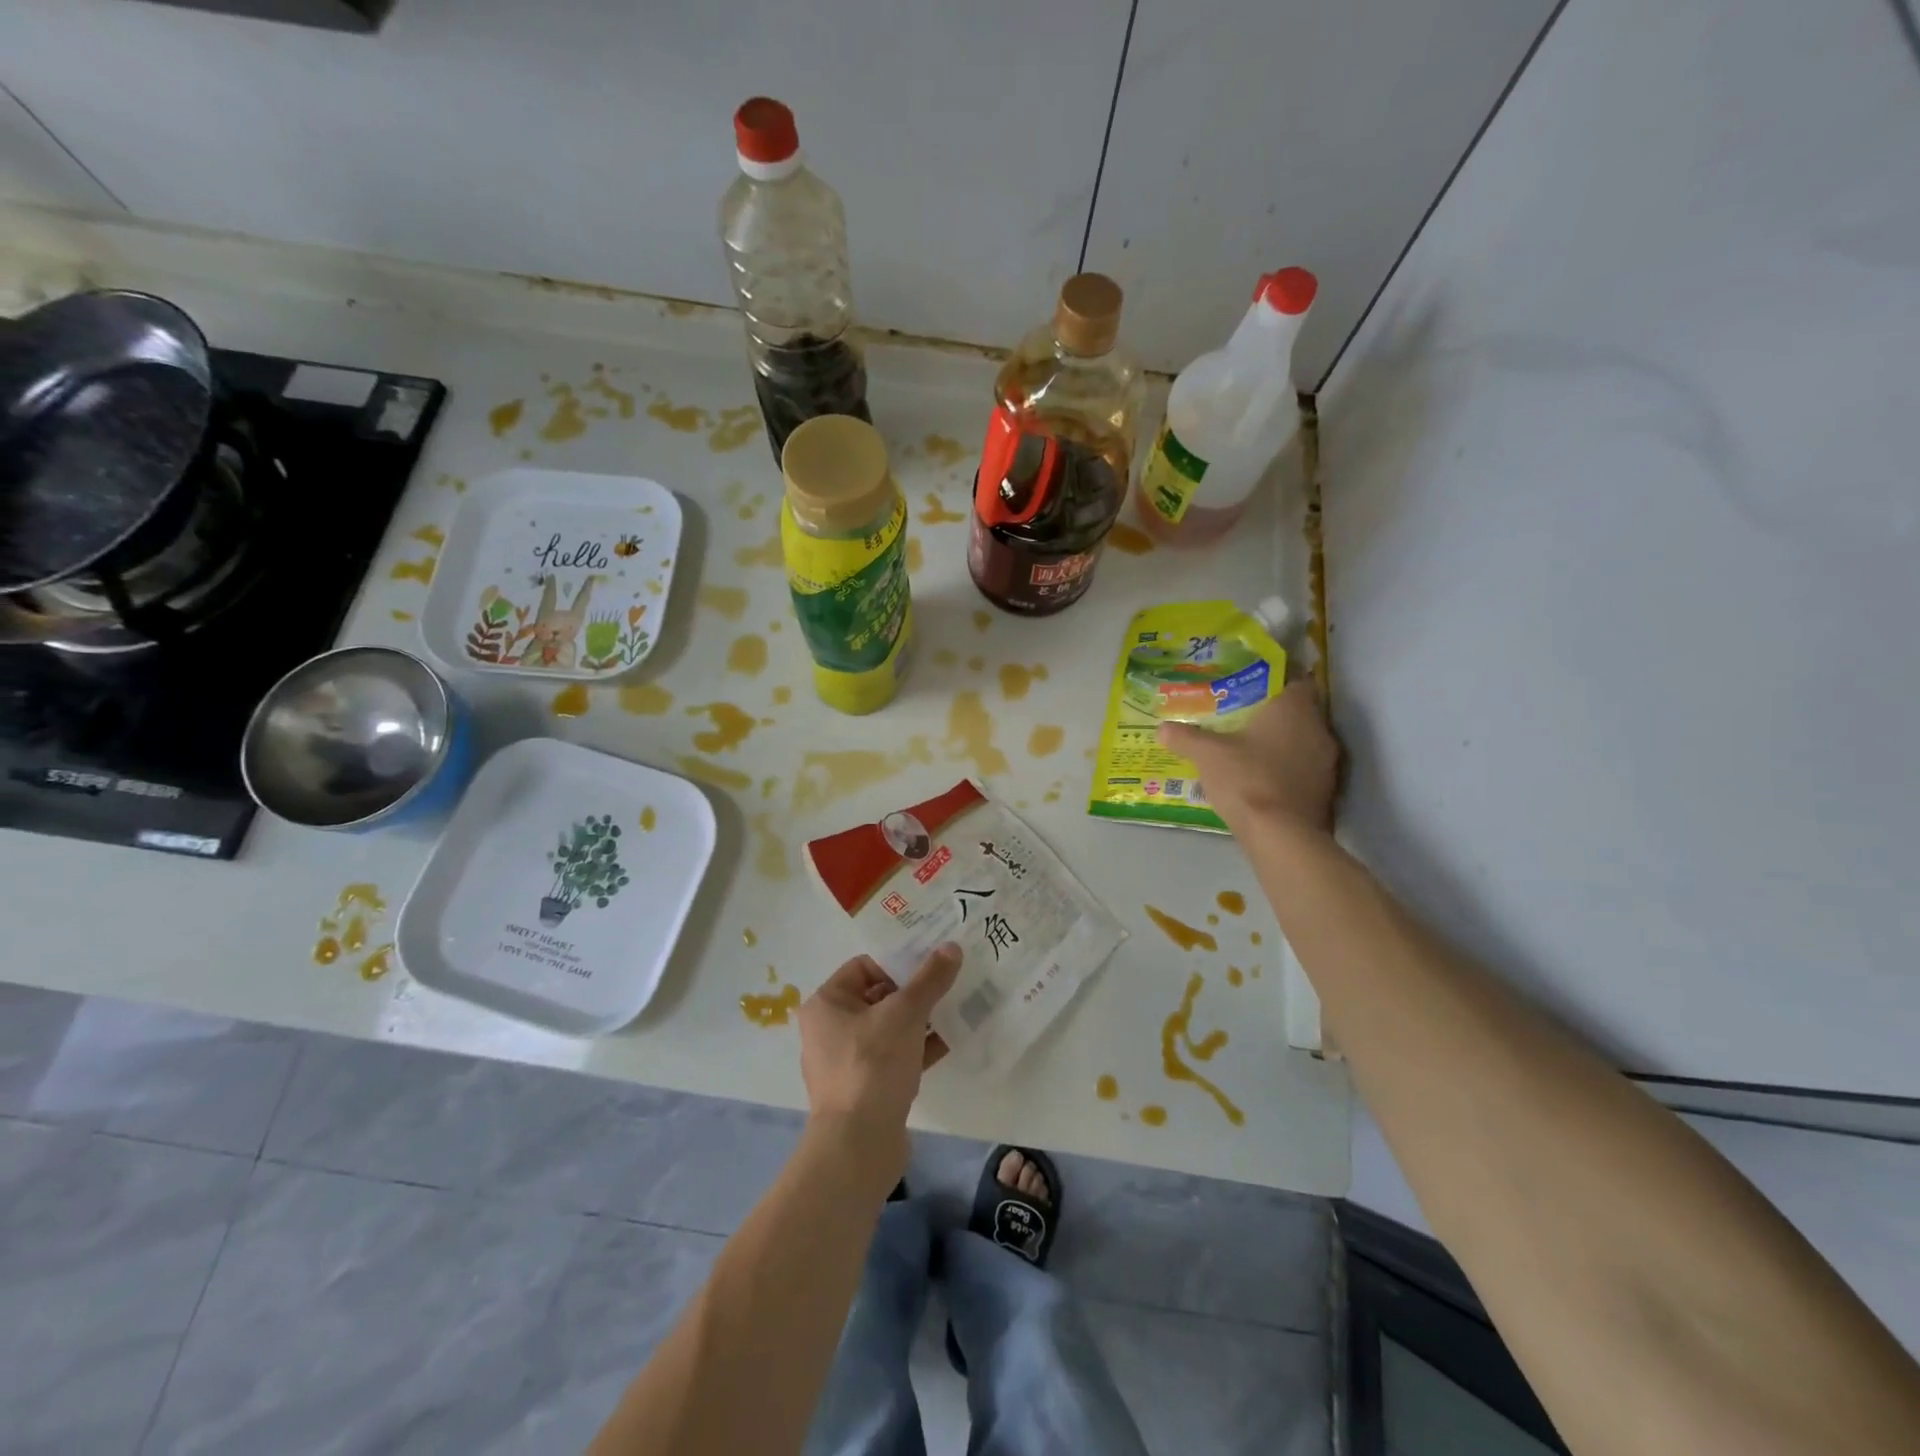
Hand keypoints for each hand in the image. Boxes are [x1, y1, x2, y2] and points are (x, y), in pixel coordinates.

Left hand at [798, 944, 961, 1133]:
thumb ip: (930, 979)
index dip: (898, 961)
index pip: (864, 966)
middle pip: (878, 996)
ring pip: (888, 1028)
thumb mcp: (906, 1013)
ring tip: (955, 1009)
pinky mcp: (864, 1089)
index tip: (932, 962)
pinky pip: (893, 1057)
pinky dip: (917, 1048)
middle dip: (914, 991)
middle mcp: (829, 1029)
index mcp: (827, 1004)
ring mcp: (846, 1062)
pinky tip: (949, 1043)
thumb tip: (951, 947)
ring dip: (920, 1020)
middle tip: (949, 983)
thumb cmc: (873, 1065)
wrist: (858, 1146)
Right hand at [1159, 678, 1340, 833]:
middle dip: (1275, 716)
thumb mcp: (1207, 755)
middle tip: (1244, 720)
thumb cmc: (1247, 779)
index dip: (1276, 683)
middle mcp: (1319, 729)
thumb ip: (1186, 738)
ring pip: (1305, 743)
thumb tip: (1162, 728)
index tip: (1252, 690)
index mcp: (1295, 709)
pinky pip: (1306, 771)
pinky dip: (1288, 771)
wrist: (1281, 835)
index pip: (1296, 681)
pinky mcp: (1328, 792)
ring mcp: (1328, 763)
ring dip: (1284, 746)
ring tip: (1251, 751)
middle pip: (1300, 713)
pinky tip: (1263, 780)